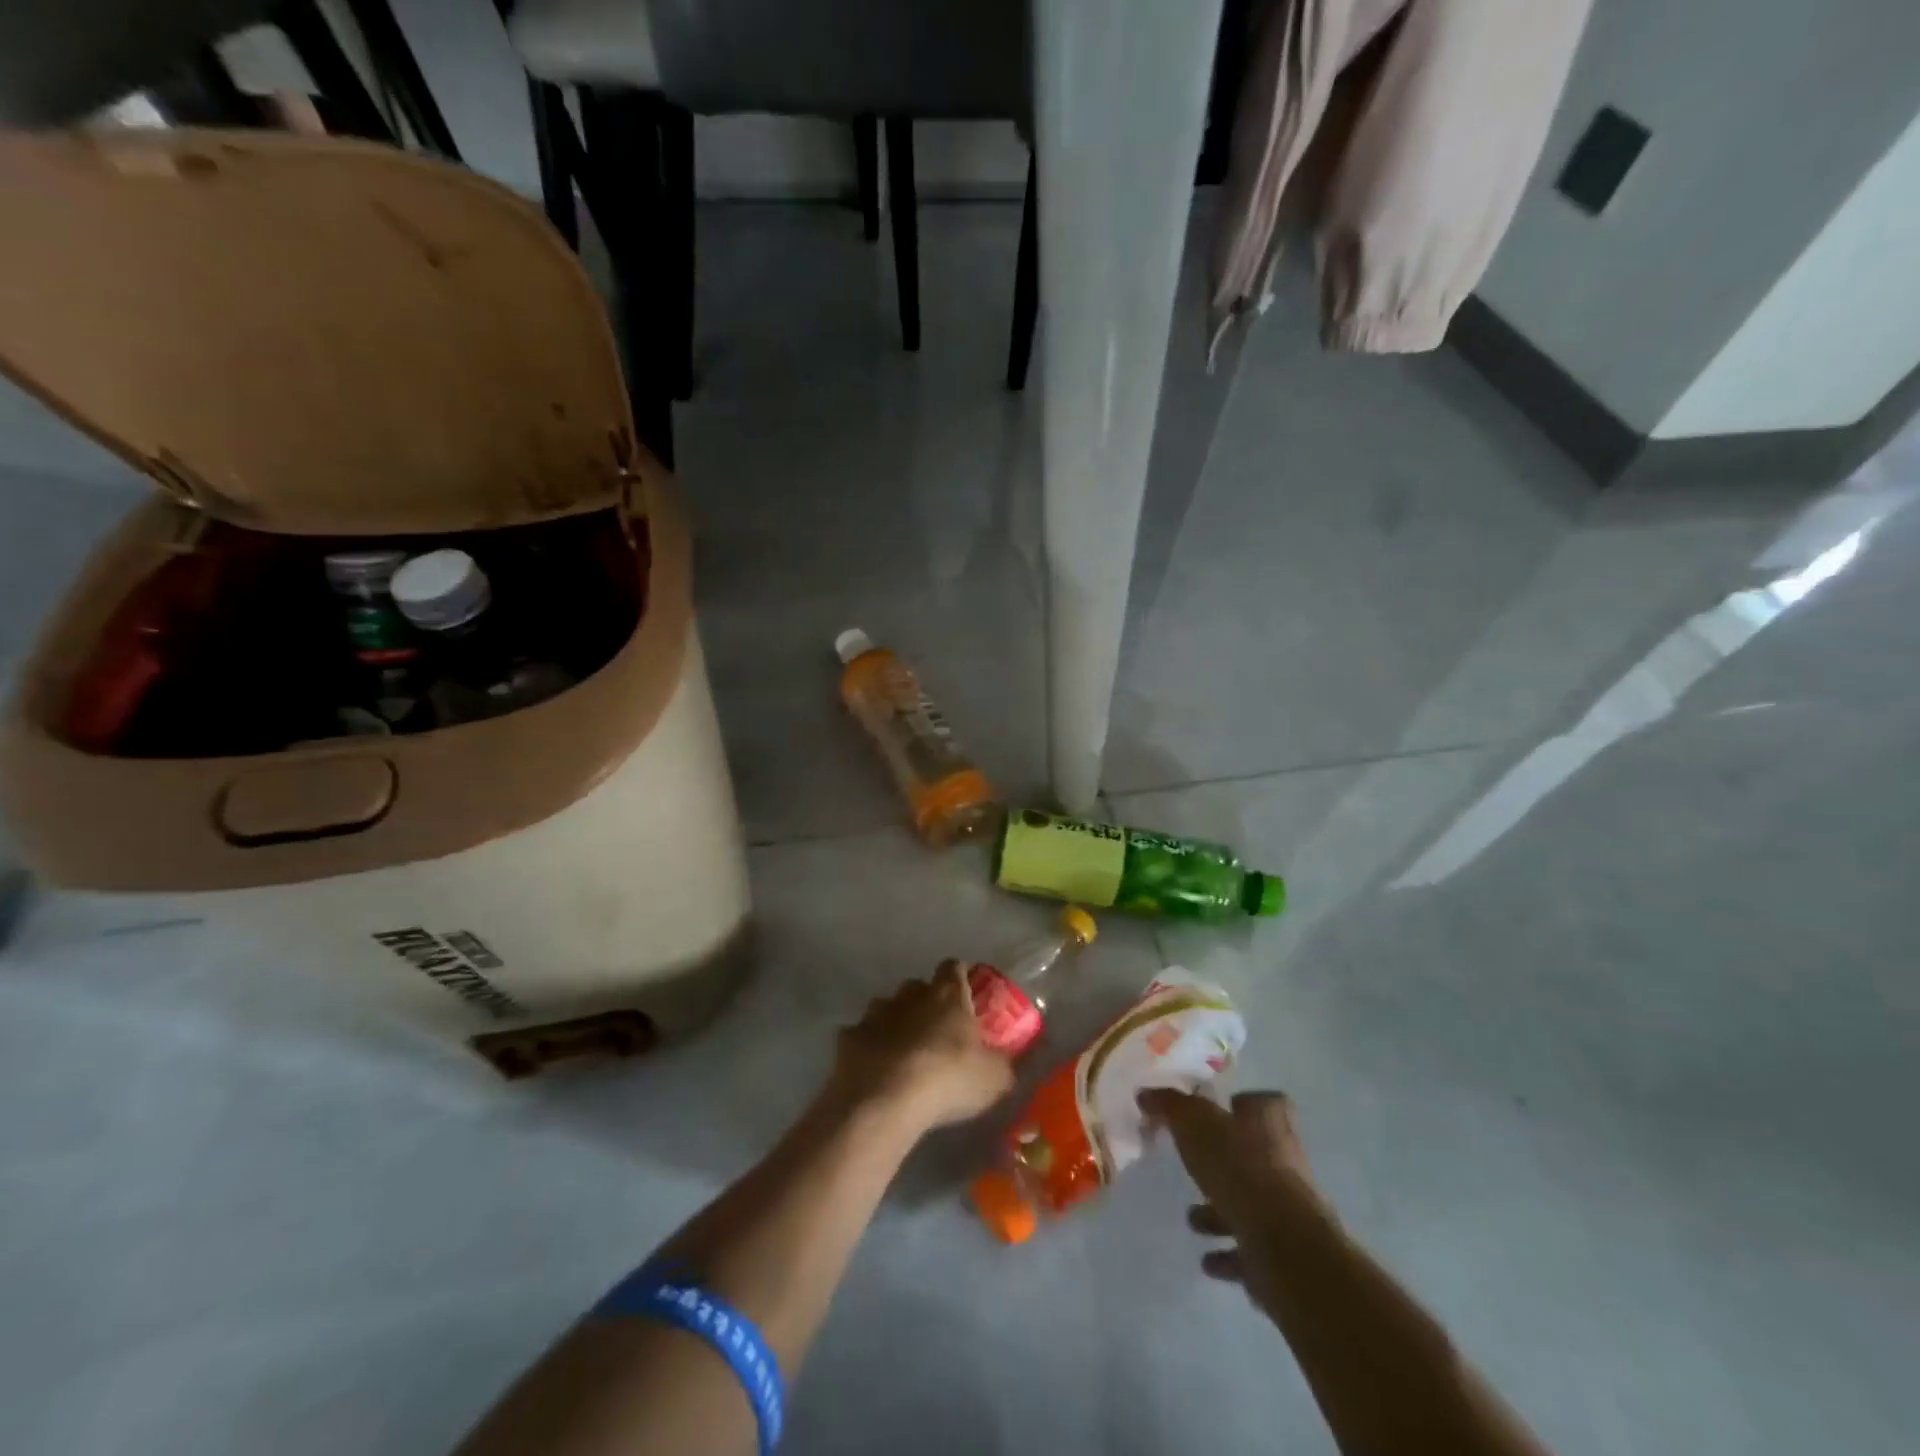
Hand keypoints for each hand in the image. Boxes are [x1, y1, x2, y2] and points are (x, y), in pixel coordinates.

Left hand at [828, 962, 1015, 1134]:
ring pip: (887, 1007)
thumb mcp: (994, 1078)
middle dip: (926, 1003)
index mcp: (947, 995)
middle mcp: (910, 994)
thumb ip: (1003, 1064)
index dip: (961, 977)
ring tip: (904, 1052)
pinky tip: (875, 1070)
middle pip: (919, 987)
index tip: (968, 994)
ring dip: (896, 1023)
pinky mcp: (848, 1037)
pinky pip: (862, 1036)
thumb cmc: (948, 1079)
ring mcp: (875, 1013)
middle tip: (937, 1031)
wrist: (884, 1101)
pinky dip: (869, 1048)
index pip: (954, 967)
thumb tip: (1010, 1062)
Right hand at [1139, 1088, 1328, 1309]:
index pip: (1265, 1102)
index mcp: (1268, 1123)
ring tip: (1192, 1219)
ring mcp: (1287, 1209)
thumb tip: (1145, 1093)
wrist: (1281, 1243)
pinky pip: (1251, 1249)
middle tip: (1191, 1166)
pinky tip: (1206, 1260)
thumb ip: (1169, 1105)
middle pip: (1253, 1153)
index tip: (1216, 1111)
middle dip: (1222, 1162)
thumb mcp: (1193, 1122)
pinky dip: (1228, 1254)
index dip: (1243, 1104)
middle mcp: (1284, 1161)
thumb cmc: (1237, 1167)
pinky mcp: (1283, 1252)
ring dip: (1221, 1212)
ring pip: (1251, 1202)